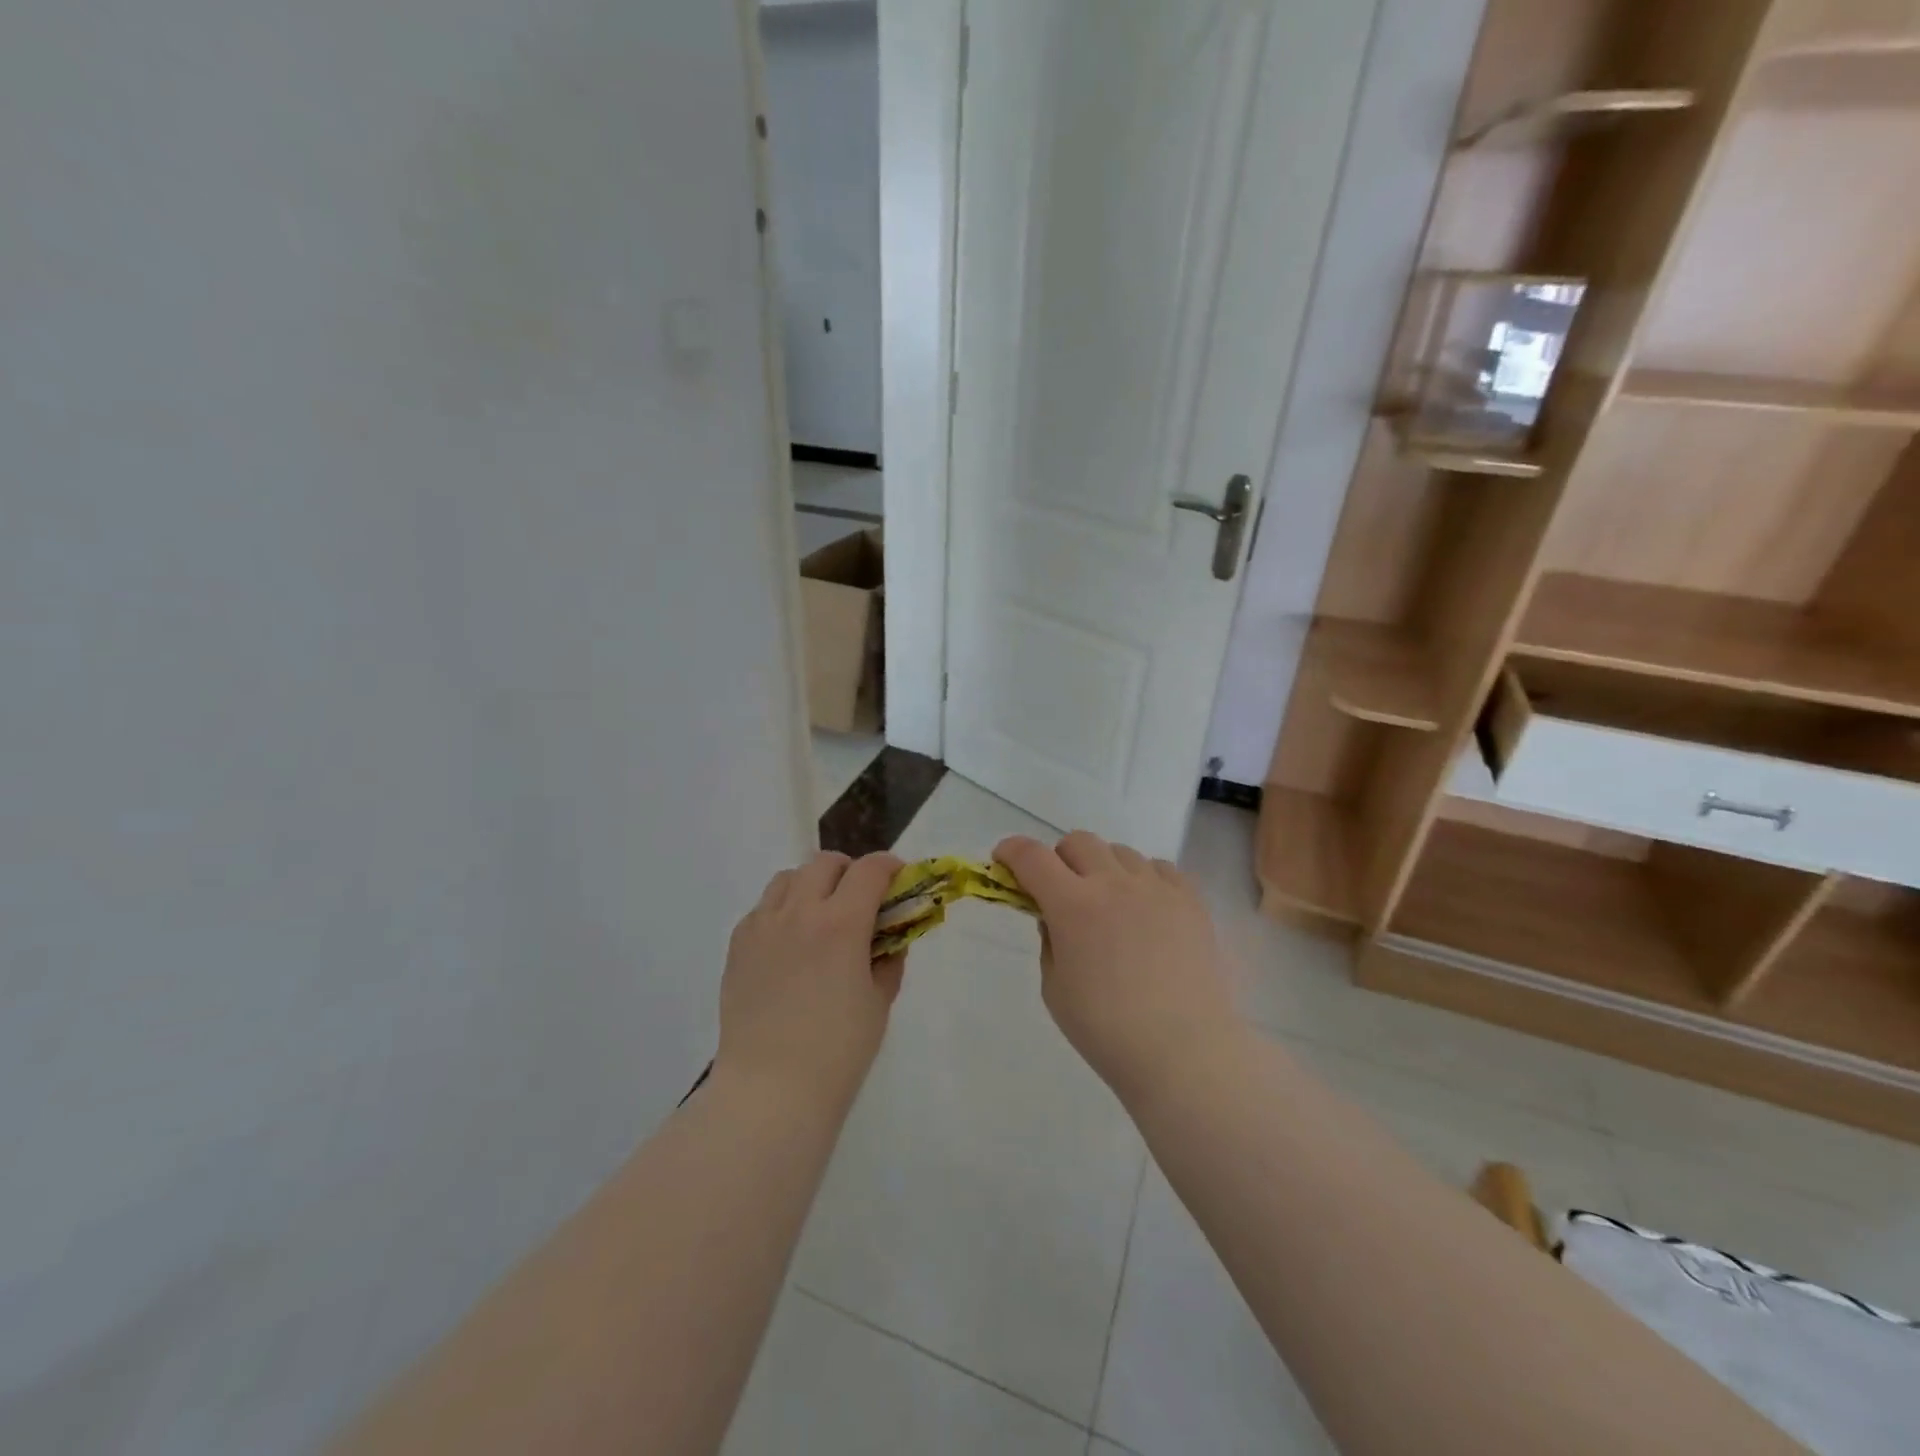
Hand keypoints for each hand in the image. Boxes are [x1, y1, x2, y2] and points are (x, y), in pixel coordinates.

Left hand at [716, 851, 905, 1109]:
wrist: (769, 1090)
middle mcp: (799, 912)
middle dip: (850, 872)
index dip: (890, 867)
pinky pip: (763, 908)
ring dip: (812, 885)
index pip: (870, 870)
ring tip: (820, 917)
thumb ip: (888, 960)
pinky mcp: (738, 945)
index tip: (898, 879)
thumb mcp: (879, 1002)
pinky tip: (790, 943)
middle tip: (860, 900)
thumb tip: (889, 939)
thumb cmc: (837, 1052)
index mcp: (841, 924)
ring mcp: (762, 926)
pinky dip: (783, 910)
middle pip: (825, 863)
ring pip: (788, 878)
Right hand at [995, 832, 1241, 1108]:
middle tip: (1060, 891)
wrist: (1184, 1052)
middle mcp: (1113, 883)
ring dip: (1102, 868)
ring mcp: (1156, 888)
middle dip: (1059, 859)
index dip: (1011, 851)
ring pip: (1119, 852)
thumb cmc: (1107, 1030)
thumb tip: (1055, 918)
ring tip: (1108, 904)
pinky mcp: (1190, 900)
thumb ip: (1050, 942)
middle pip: (1078, 842)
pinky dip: (1143, 878)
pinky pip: (1159, 868)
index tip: (1003, 859)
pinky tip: (1145, 907)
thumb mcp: (1055, 989)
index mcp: (1073, 905)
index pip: (1032, 857)